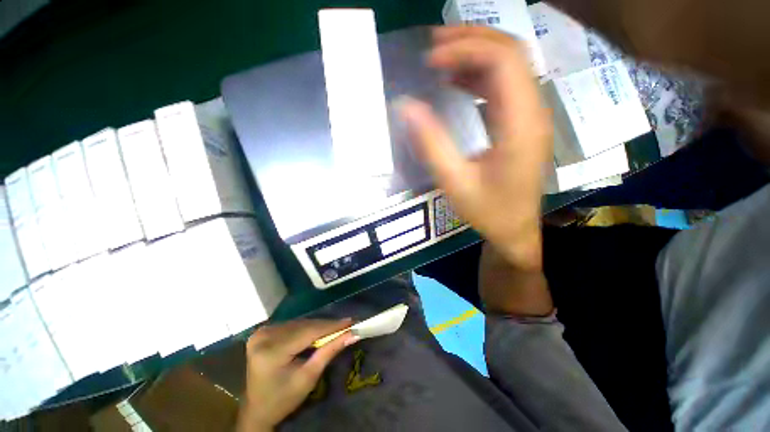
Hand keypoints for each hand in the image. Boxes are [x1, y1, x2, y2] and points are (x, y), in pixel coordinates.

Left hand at [236, 319, 357, 431]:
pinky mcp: (263, 332)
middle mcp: (264, 336)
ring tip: (336, 328)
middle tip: (347, 324)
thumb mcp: (309, 377)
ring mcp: (262, 332)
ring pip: (300, 323)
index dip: (331, 326)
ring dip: (318, 326)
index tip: (352, 322)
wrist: (256, 410)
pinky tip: (318, 331)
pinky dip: (307, 328)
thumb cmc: (283, 399)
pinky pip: (292, 325)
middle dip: (327, 326)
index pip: (308, 332)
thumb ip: (329, 351)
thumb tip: (352, 334)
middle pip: (304, 325)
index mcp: (272, 352)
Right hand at [399, 26, 552, 269]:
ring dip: (475, 54)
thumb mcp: (454, 182)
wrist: (515, 228)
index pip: (503, 61)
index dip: (466, 50)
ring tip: (440, 58)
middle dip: (471, 41)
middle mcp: (532, 112)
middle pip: (511, 53)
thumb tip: (406, 106)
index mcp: (520, 125)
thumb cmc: (488, 210)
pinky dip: (478, 75)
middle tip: (433, 47)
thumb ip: (431, 144)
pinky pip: (503, 85)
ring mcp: (530, 115)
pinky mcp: (521, 122)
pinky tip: (455, 82)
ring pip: (509, 65)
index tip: (431, 62)